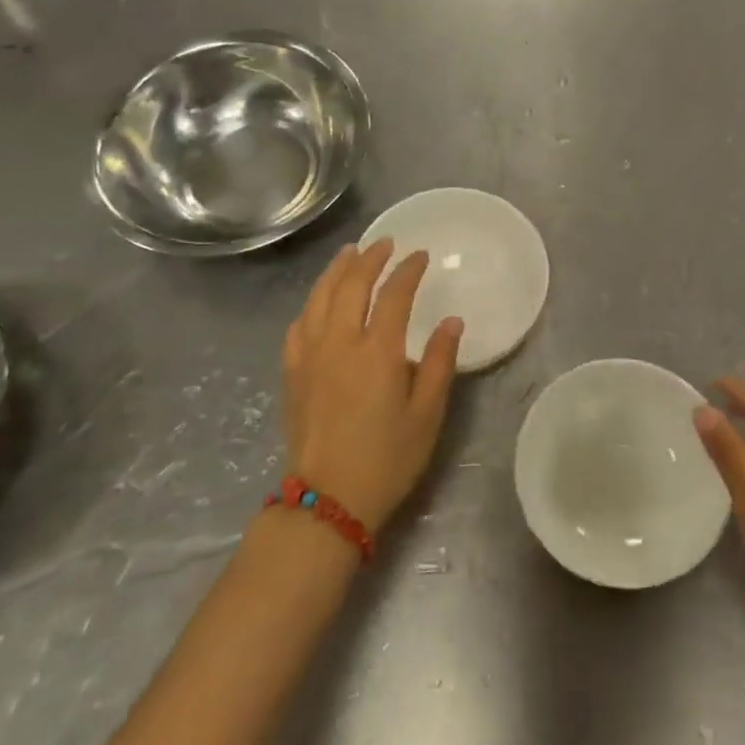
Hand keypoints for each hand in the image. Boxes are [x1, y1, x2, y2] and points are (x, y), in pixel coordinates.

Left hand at [281, 241, 463, 532]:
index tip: (421, 255)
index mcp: (377, 352)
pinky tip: (318, 302)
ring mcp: (310, 357)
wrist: (328, 501)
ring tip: (349, 253)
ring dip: (335, 271)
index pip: (393, 294)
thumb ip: (439, 363)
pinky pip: (298, 326)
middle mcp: (340, 344)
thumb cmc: (387, 459)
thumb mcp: (427, 414)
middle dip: (369, 258)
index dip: (408, 270)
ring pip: (319, 298)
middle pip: (350, 285)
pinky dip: (310, 304)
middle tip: (385, 243)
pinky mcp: (292, 374)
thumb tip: (451, 322)